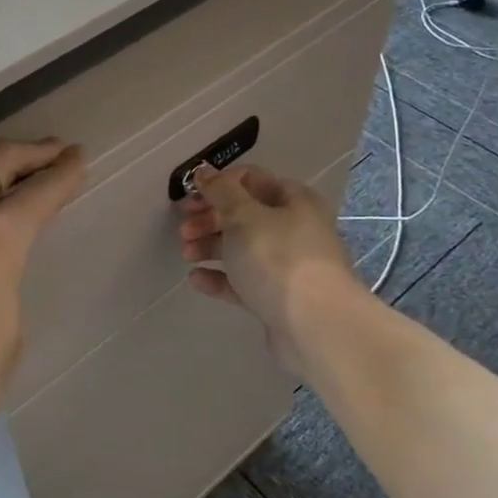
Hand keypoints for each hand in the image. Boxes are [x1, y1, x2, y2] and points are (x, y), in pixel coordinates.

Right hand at [175, 163, 355, 354]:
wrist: (314, 326)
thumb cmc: (278, 258)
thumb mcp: (244, 216)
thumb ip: (220, 191)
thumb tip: (204, 171)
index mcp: (294, 201)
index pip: (252, 180)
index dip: (219, 184)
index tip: (191, 196)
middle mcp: (294, 229)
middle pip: (244, 215)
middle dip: (210, 218)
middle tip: (184, 229)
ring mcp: (286, 266)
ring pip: (242, 248)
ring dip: (211, 246)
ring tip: (187, 254)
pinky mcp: (276, 299)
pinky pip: (242, 281)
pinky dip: (219, 278)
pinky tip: (196, 279)